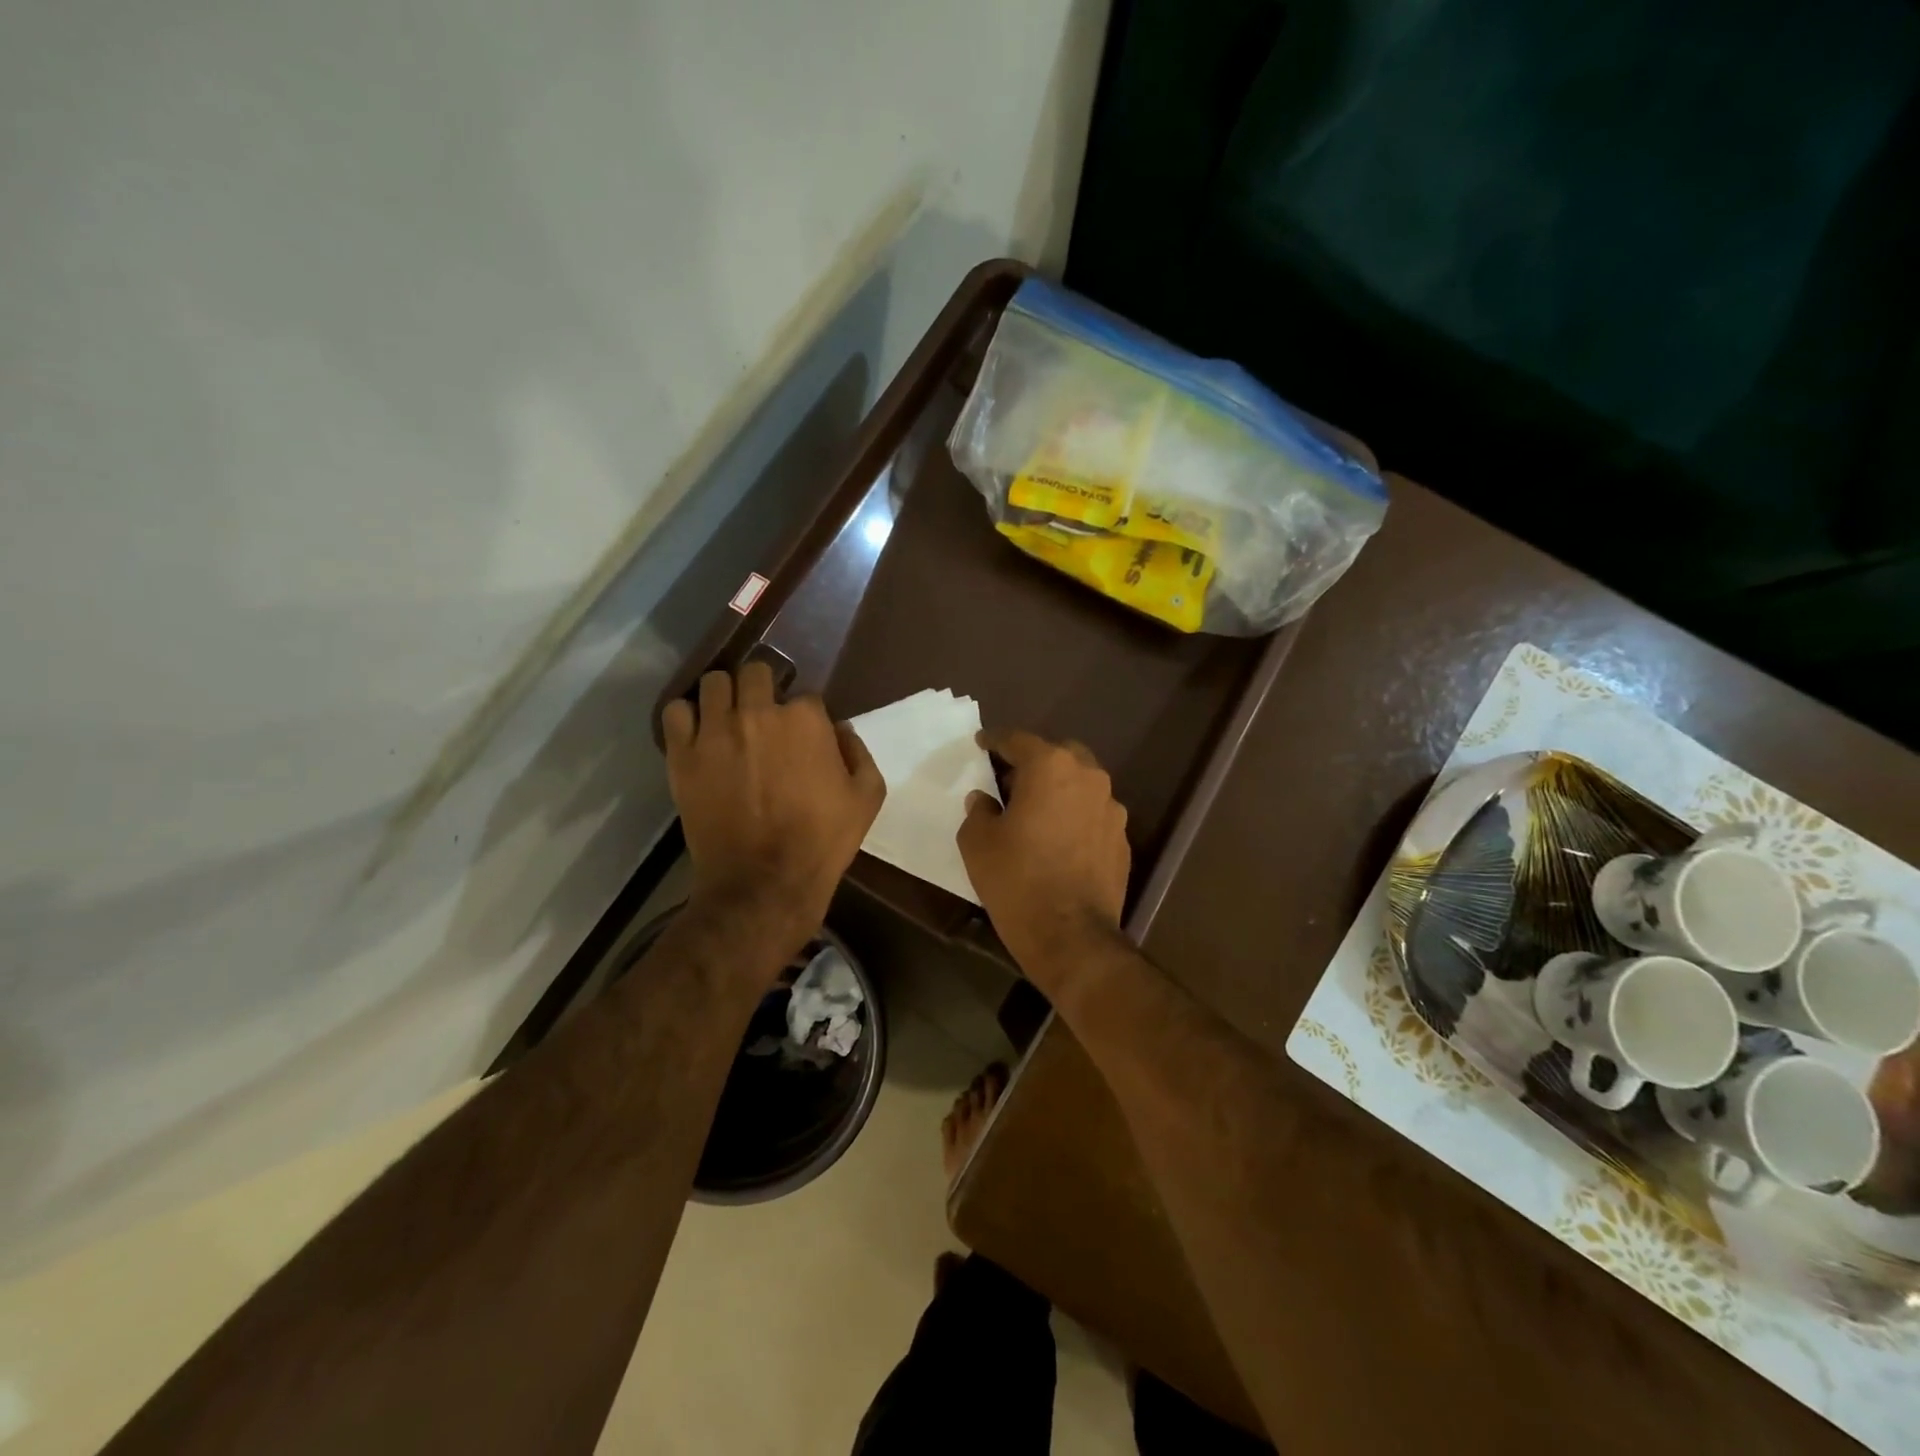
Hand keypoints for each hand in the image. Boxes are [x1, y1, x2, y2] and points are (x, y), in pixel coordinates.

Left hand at [663, 662, 884, 955]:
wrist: (764, 882)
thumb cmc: (823, 841)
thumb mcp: (866, 798)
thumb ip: (858, 753)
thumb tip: (840, 731)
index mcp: (805, 720)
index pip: (806, 695)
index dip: (806, 717)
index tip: (804, 737)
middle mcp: (757, 713)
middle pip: (756, 673)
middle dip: (764, 689)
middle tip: (764, 717)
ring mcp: (715, 732)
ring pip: (714, 682)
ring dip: (726, 695)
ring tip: (729, 719)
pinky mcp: (682, 755)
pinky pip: (675, 711)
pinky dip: (687, 716)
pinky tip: (698, 733)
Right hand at [957, 729, 1130, 1001]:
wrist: (1071, 936)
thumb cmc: (1017, 880)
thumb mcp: (978, 843)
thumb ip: (979, 811)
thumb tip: (985, 800)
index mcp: (1051, 768)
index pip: (1019, 741)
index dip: (996, 741)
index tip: (982, 744)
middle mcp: (1088, 778)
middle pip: (1059, 755)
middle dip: (1035, 762)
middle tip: (1011, 782)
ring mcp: (1112, 809)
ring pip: (1082, 785)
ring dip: (1059, 790)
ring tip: (1037, 813)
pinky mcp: (1123, 839)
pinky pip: (1094, 815)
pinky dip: (1076, 817)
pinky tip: (1060, 841)